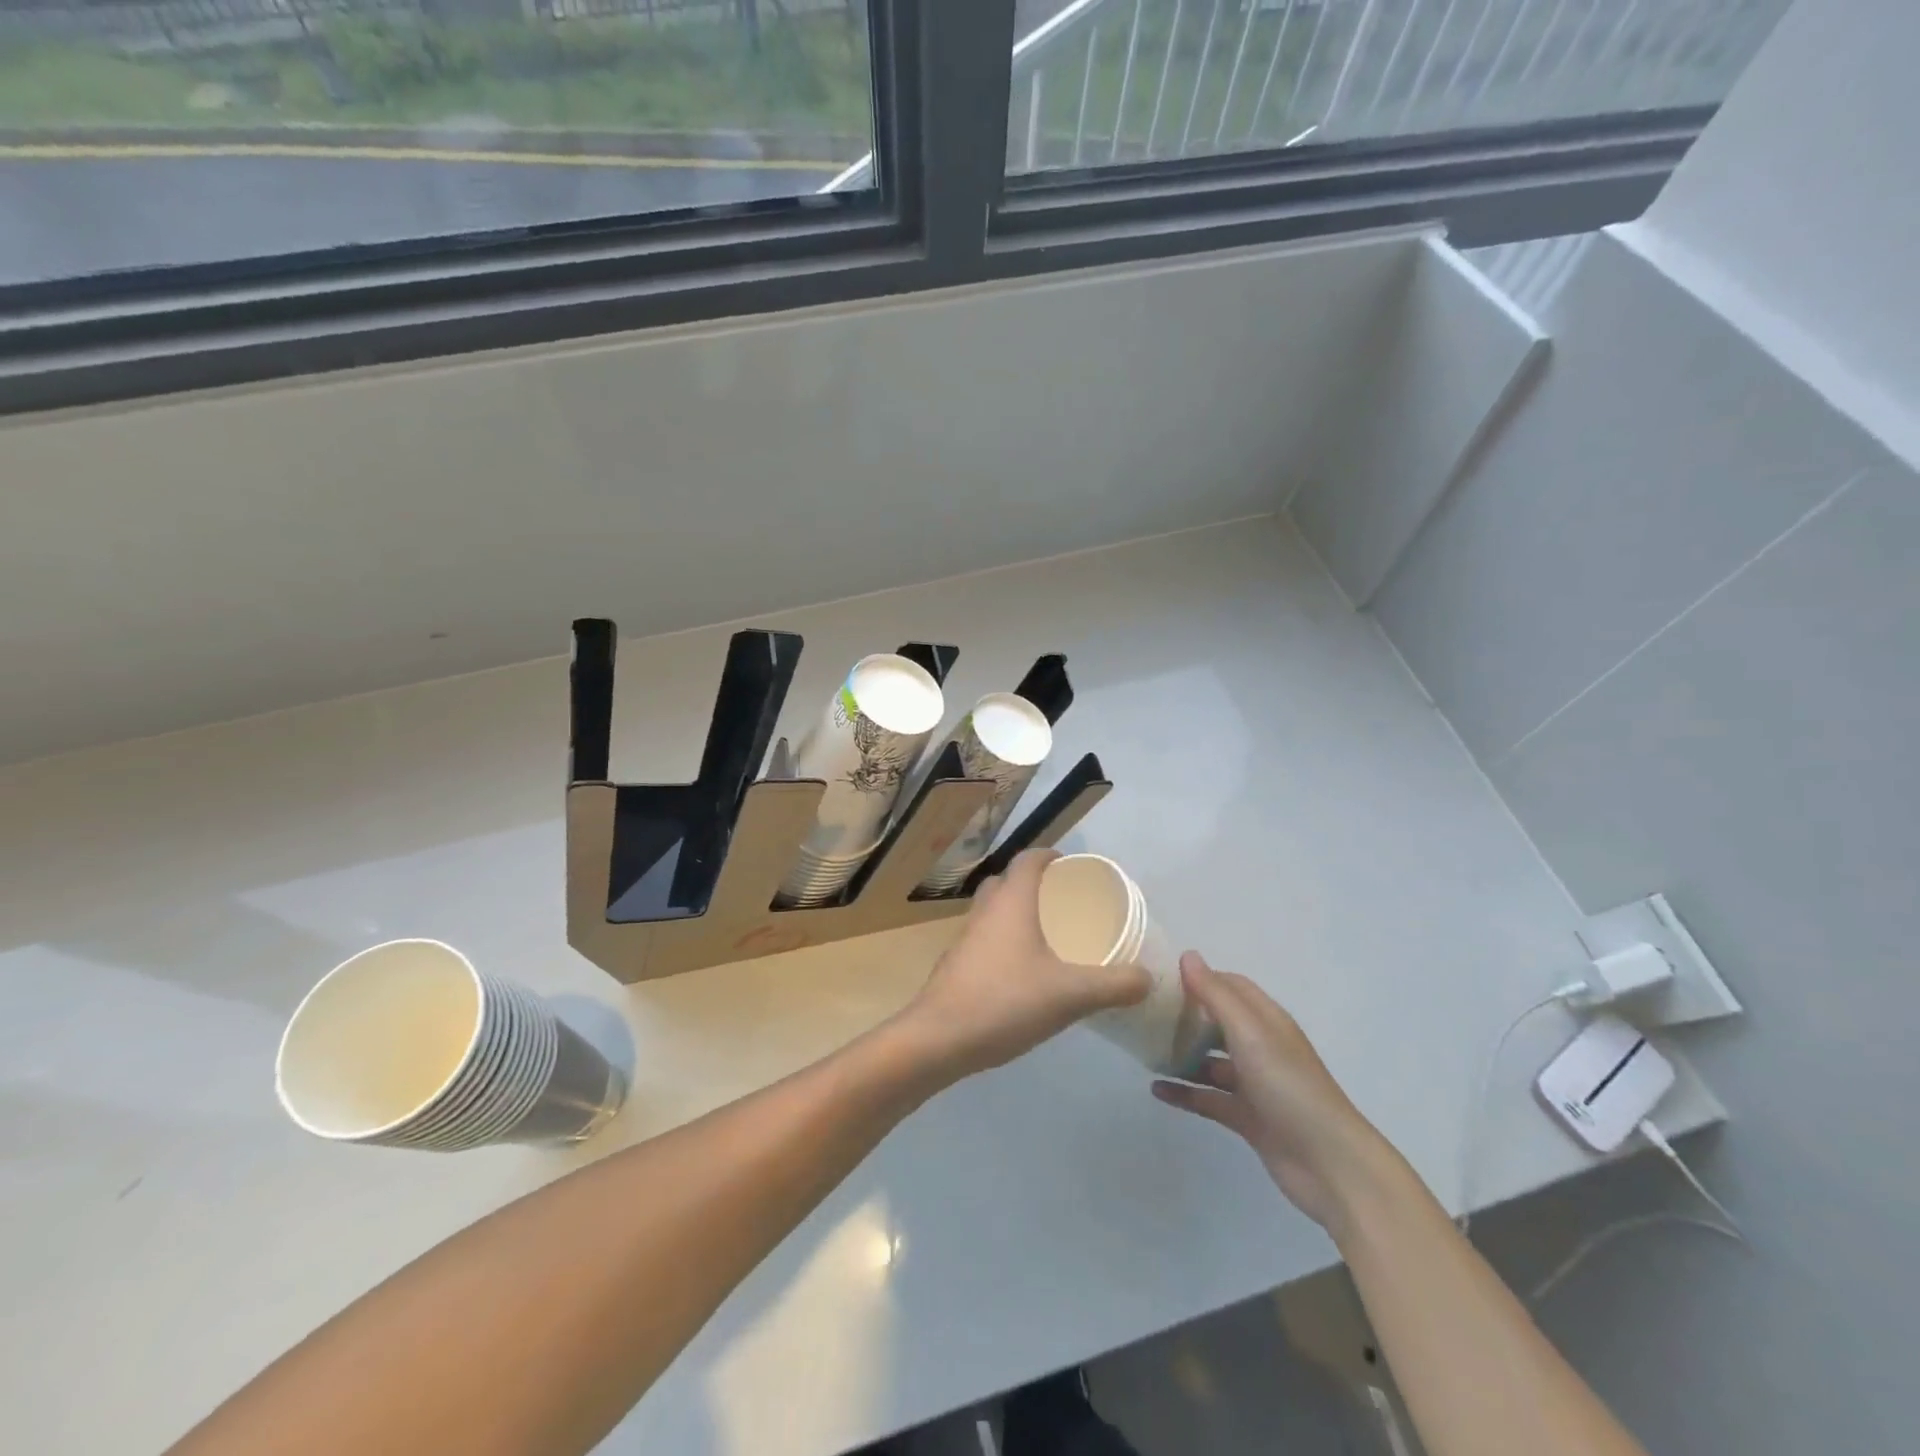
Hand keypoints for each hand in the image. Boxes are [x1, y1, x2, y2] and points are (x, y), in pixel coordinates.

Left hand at [892, 850, 1150, 1081]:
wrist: (939, 1038)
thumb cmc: (1006, 1001)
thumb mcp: (1071, 995)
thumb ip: (1114, 985)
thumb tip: (1147, 978)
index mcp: (1011, 902)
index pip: (1029, 859)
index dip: (1051, 856)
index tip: (1073, 867)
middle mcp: (985, 910)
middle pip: (1008, 881)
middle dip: (1035, 884)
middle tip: (1065, 903)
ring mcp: (966, 937)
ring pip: (993, 910)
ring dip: (1017, 913)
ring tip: (1048, 936)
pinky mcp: (956, 963)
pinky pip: (985, 938)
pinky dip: (1004, 941)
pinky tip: (1023, 972)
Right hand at [1151, 952, 1390, 1233]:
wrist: (1329, 1165)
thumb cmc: (1289, 1087)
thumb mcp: (1250, 1033)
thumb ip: (1216, 995)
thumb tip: (1187, 955)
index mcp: (1266, 1021)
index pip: (1230, 986)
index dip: (1199, 978)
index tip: (1161, 977)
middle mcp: (1260, 1047)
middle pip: (1217, 1022)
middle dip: (1185, 1016)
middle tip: (1145, 1013)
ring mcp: (1254, 1084)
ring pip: (1210, 1061)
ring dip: (1181, 1055)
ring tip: (1144, 1051)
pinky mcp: (1247, 1117)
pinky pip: (1208, 1098)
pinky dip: (1184, 1092)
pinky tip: (1156, 1090)